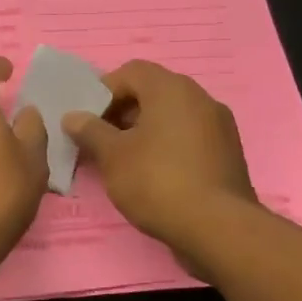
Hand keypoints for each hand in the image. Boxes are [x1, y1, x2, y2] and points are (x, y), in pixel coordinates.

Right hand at [63, 60, 254, 269]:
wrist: (218, 228)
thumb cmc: (157, 181)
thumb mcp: (112, 156)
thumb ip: (90, 131)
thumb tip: (73, 117)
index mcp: (172, 89)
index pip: (131, 71)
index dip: (104, 91)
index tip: (88, 119)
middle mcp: (200, 98)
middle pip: (153, 92)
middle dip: (123, 112)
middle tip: (102, 140)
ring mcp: (219, 126)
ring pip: (172, 116)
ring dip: (145, 130)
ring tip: (124, 160)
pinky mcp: (228, 153)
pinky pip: (190, 137)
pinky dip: (168, 145)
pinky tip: (154, 174)